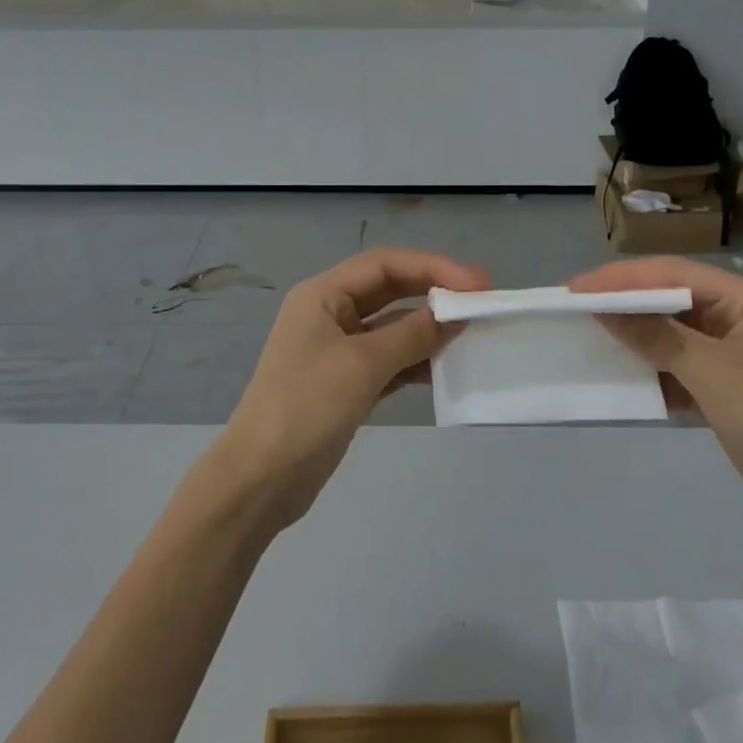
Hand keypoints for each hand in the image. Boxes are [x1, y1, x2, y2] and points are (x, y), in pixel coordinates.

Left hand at [219, 247, 488, 529]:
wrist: (262, 478)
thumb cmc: (307, 406)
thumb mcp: (363, 364)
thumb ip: (413, 334)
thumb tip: (455, 314)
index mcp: (322, 295)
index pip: (384, 265)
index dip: (433, 266)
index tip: (477, 283)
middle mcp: (329, 314)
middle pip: (390, 290)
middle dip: (433, 292)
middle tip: (481, 300)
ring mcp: (337, 350)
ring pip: (392, 326)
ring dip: (428, 328)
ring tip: (470, 334)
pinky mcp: (346, 383)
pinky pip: (389, 360)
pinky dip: (416, 360)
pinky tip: (446, 367)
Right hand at [569, 257, 742, 536]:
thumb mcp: (714, 372)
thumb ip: (657, 336)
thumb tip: (603, 308)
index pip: (673, 274)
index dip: (622, 277)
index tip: (576, 288)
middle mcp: (734, 319)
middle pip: (669, 299)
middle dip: (623, 302)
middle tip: (573, 306)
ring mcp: (727, 354)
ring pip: (667, 333)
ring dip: (632, 336)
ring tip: (586, 335)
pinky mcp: (719, 387)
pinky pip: (673, 366)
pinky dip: (647, 369)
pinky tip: (618, 374)